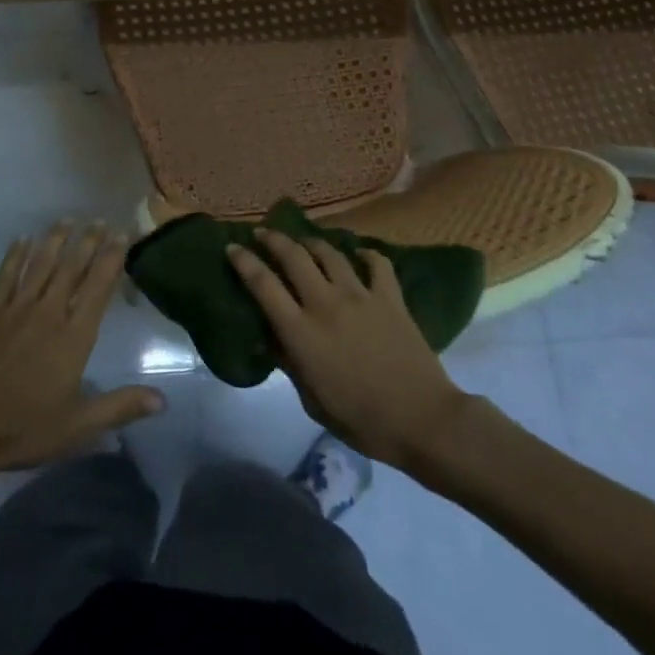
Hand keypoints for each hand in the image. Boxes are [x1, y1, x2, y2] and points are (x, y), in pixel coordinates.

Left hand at [0, 223, 165, 483]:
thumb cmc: (23, 430)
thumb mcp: (78, 426)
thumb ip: (120, 407)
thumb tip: (163, 400)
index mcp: (73, 337)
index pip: (98, 287)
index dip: (112, 258)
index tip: (123, 234)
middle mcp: (47, 313)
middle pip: (71, 268)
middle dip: (88, 242)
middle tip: (99, 220)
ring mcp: (14, 309)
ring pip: (40, 264)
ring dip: (55, 240)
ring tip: (67, 220)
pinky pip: (6, 275)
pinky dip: (16, 255)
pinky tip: (22, 239)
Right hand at [227, 227, 468, 469]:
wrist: (422, 420)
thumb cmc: (362, 420)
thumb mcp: (312, 401)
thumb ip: (290, 364)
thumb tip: (272, 339)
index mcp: (302, 332)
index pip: (263, 285)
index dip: (244, 262)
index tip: (232, 248)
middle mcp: (326, 304)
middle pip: (293, 256)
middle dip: (274, 240)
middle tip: (263, 234)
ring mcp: (361, 295)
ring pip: (330, 253)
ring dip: (311, 242)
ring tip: (303, 241)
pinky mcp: (391, 297)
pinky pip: (376, 262)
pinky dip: (365, 253)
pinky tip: (359, 254)